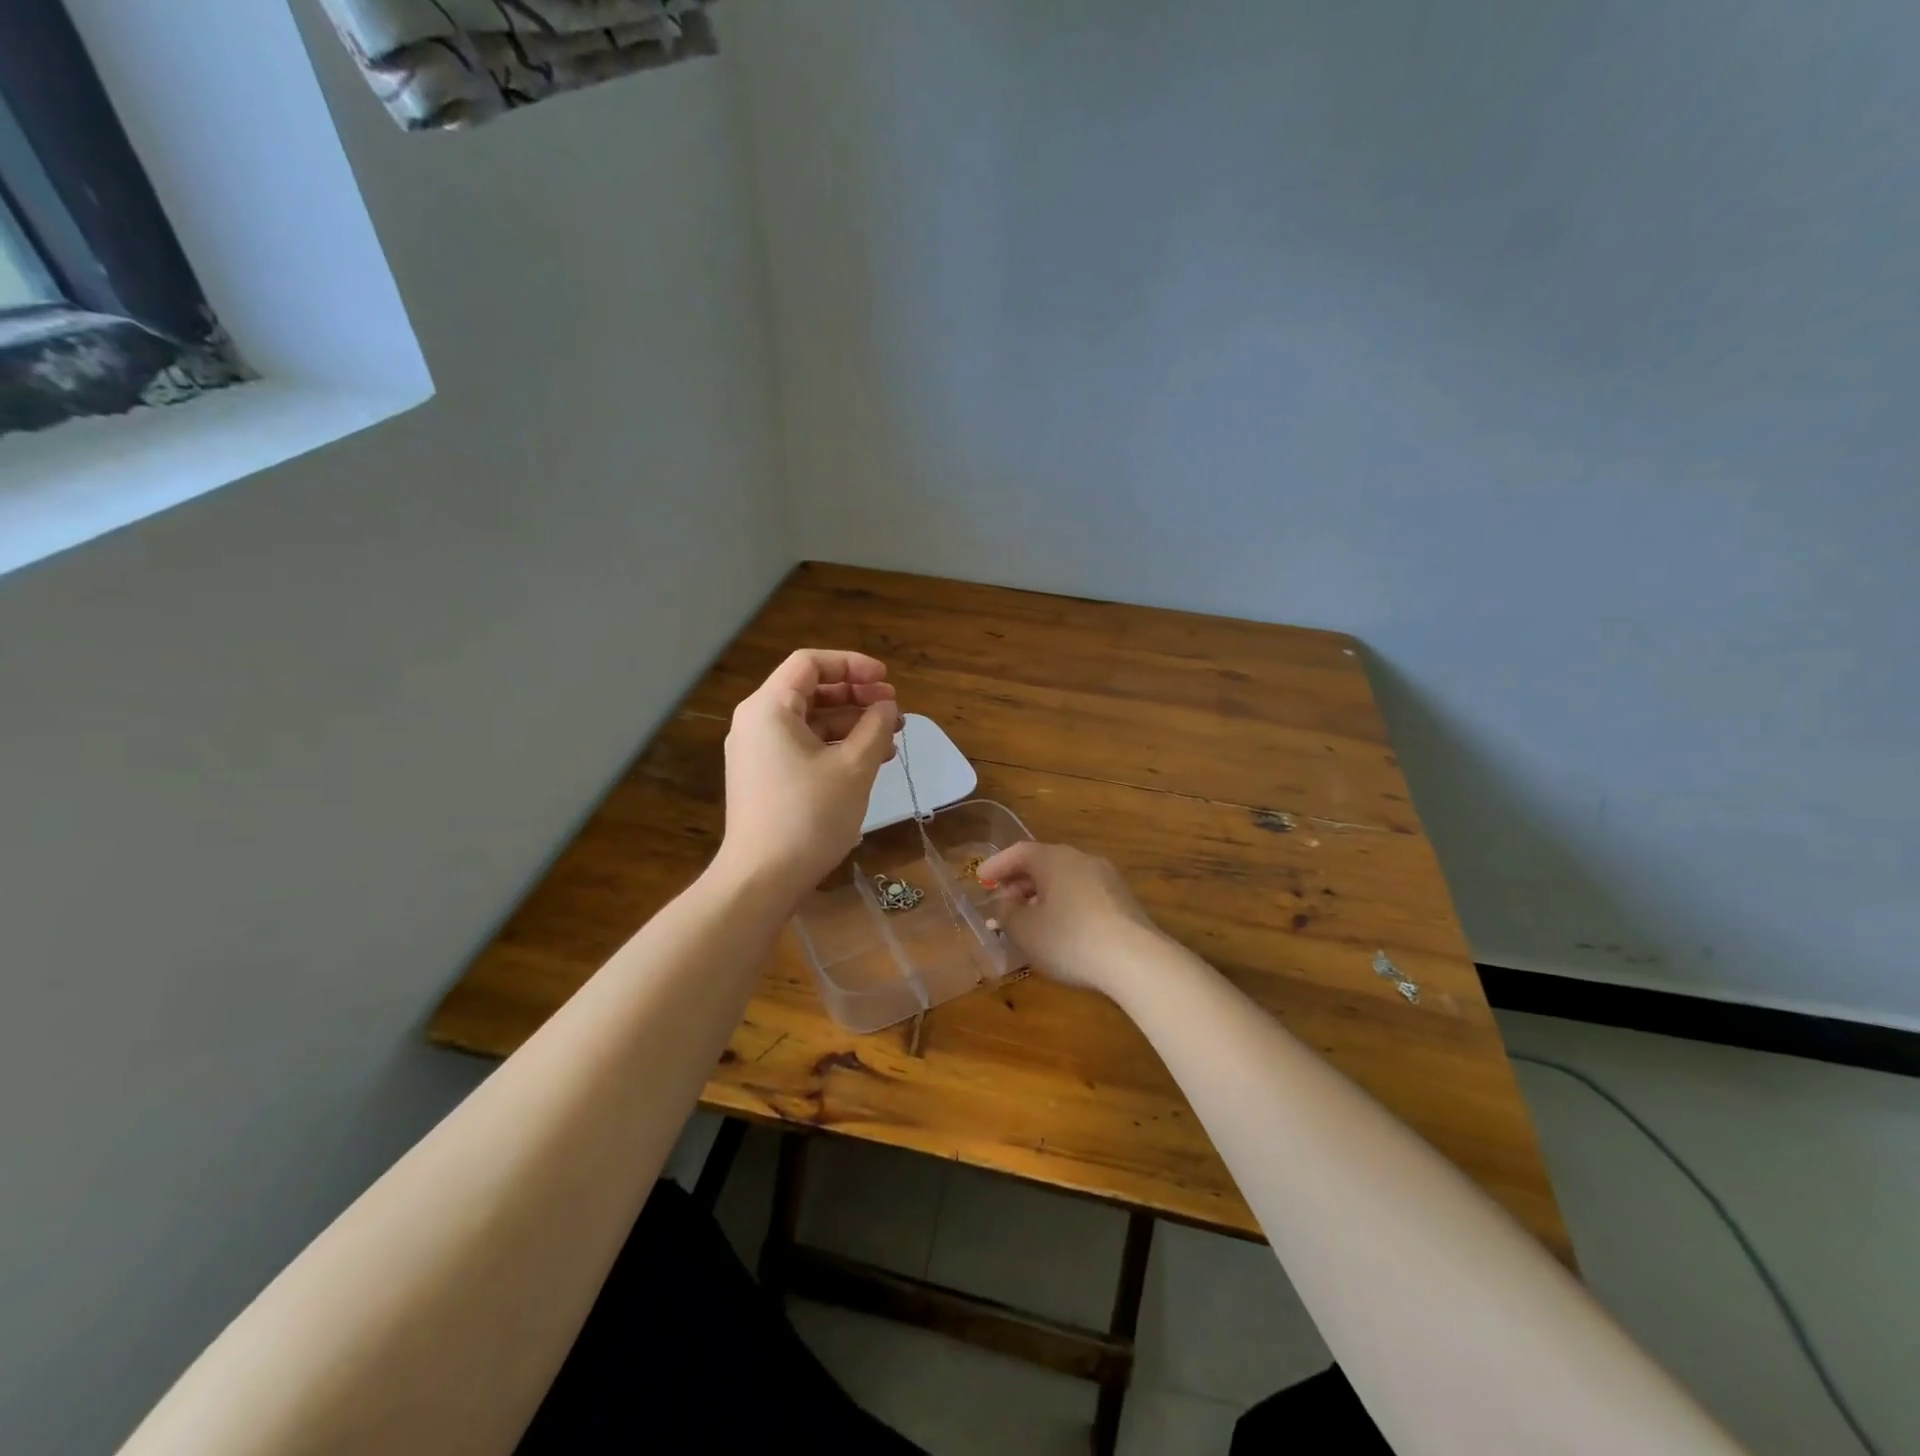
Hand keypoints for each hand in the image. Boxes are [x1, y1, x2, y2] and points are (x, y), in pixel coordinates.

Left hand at [715, 649, 898, 902]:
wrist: (762, 880)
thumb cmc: (809, 816)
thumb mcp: (853, 768)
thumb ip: (875, 727)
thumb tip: (886, 707)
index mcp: (769, 708)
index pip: (811, 663)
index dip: (852, 665)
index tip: (886, 681)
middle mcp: (757, 722)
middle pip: (811, 690)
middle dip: (856, 695)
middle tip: (894, 709)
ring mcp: (759, 752)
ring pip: (810, 721)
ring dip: (852, 723)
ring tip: (891, 739)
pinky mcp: (765, 777)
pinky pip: (803, 746)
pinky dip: (835, 746)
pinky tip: (869, 761)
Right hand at [974, 842, 1167, 994]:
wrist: (1135, 959)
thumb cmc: (1069, 939)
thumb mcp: (1025, 931)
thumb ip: (1007, 913)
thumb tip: (1007, 904)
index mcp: (1053, 858)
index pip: (1018, 852)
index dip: (997, 865)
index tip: (981, 879)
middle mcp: (1081, 858)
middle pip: (1044, 863)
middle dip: (1020, 881)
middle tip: (1003, 900)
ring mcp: (1107, 877)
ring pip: (1065, 879)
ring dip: (1044, 894)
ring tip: (1031, 917)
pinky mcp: (1124, 900)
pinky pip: (1084, 894)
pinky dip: (1066, 904)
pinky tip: (1062, 928)